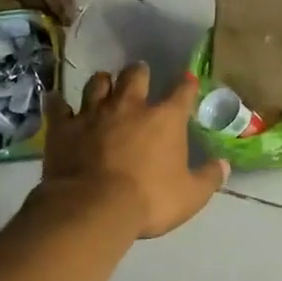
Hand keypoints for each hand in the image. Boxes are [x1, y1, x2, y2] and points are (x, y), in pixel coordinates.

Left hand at [42, 65, 227, 238]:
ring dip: (102, 83)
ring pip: (97, 84)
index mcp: (164, 119)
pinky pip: (58, 106)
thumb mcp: (190, 196)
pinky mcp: (63, 127)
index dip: (187, 85)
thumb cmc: (149, 200)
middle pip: (135, 76)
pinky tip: (57, 101)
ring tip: (104, 84)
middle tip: (140, 74)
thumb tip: (224, 165)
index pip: (182, 92)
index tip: (188, 80)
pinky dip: (59, 103)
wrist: (93, 207)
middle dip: (139, 72)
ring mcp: (93, 113)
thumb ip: (208, 178)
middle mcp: (130, 106)